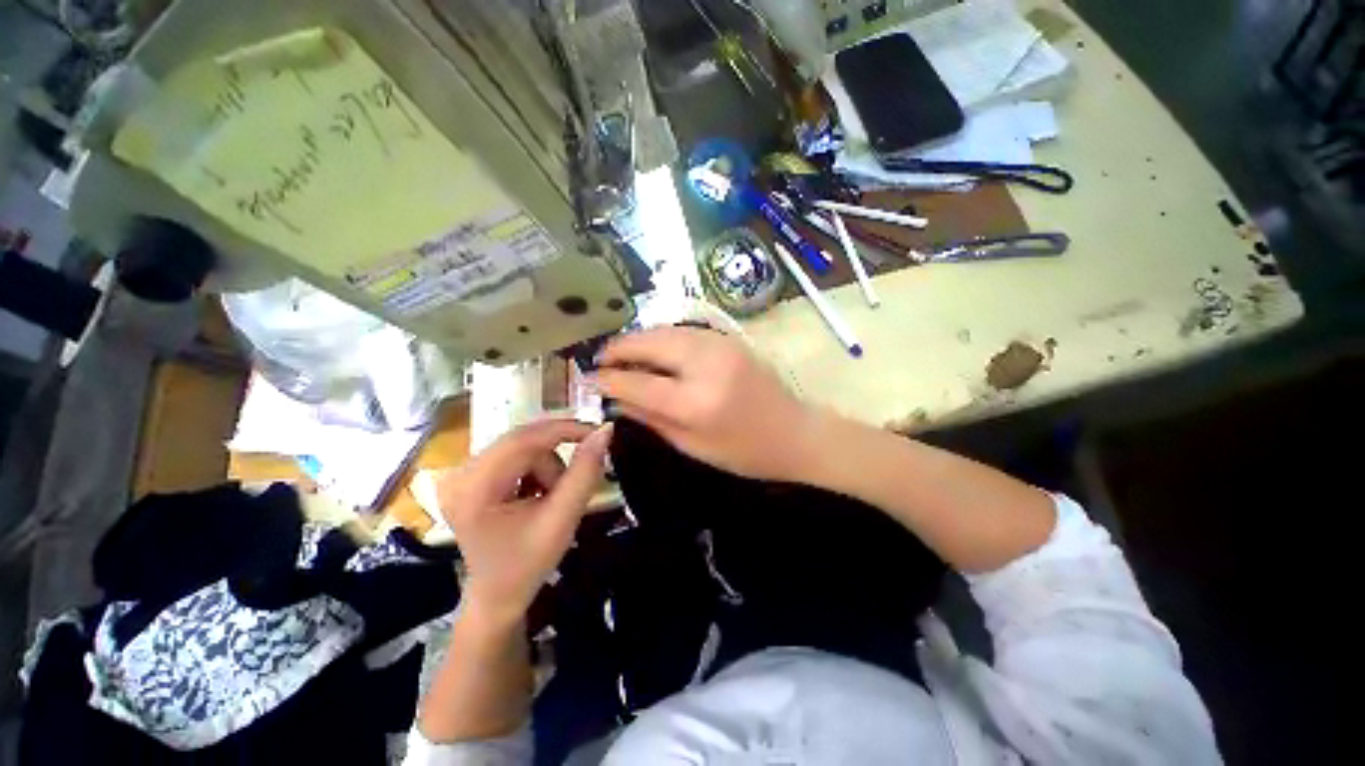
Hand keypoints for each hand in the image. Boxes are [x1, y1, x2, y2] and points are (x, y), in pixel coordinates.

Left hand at [436, 419, 611, 621]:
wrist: (498, 594)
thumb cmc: (528, 564)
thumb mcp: (563, 518)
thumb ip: (585, 472)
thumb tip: (605, 431)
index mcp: (473, 489)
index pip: (523, 440)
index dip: (564, 430)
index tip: (597, 431)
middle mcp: (459, 473)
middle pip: (522, 441)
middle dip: (555, 456)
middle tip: (576, 478)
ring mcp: (462, 473)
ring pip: (522, 446)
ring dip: (546, 465)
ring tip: (550, 498)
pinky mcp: (470, 475)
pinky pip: (515, 454)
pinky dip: (535, 467)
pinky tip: (535, 493)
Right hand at [595, 326, 819, 481]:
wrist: (796, 432)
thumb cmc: (745, 451)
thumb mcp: (692, 446)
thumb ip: (650, 418)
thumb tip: (615, 398)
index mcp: (696, 402)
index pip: (638, 382)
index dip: (608, 378)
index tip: (589, 378)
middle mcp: (706, 365)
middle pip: (649, 343)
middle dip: (619, 348)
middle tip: (601, 359)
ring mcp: (720, 345)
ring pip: (666, 330)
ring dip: (639, 339)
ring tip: (622, 353)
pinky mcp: (729, 337)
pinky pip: (684, 330)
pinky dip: (662, 336)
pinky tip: (653, 349)